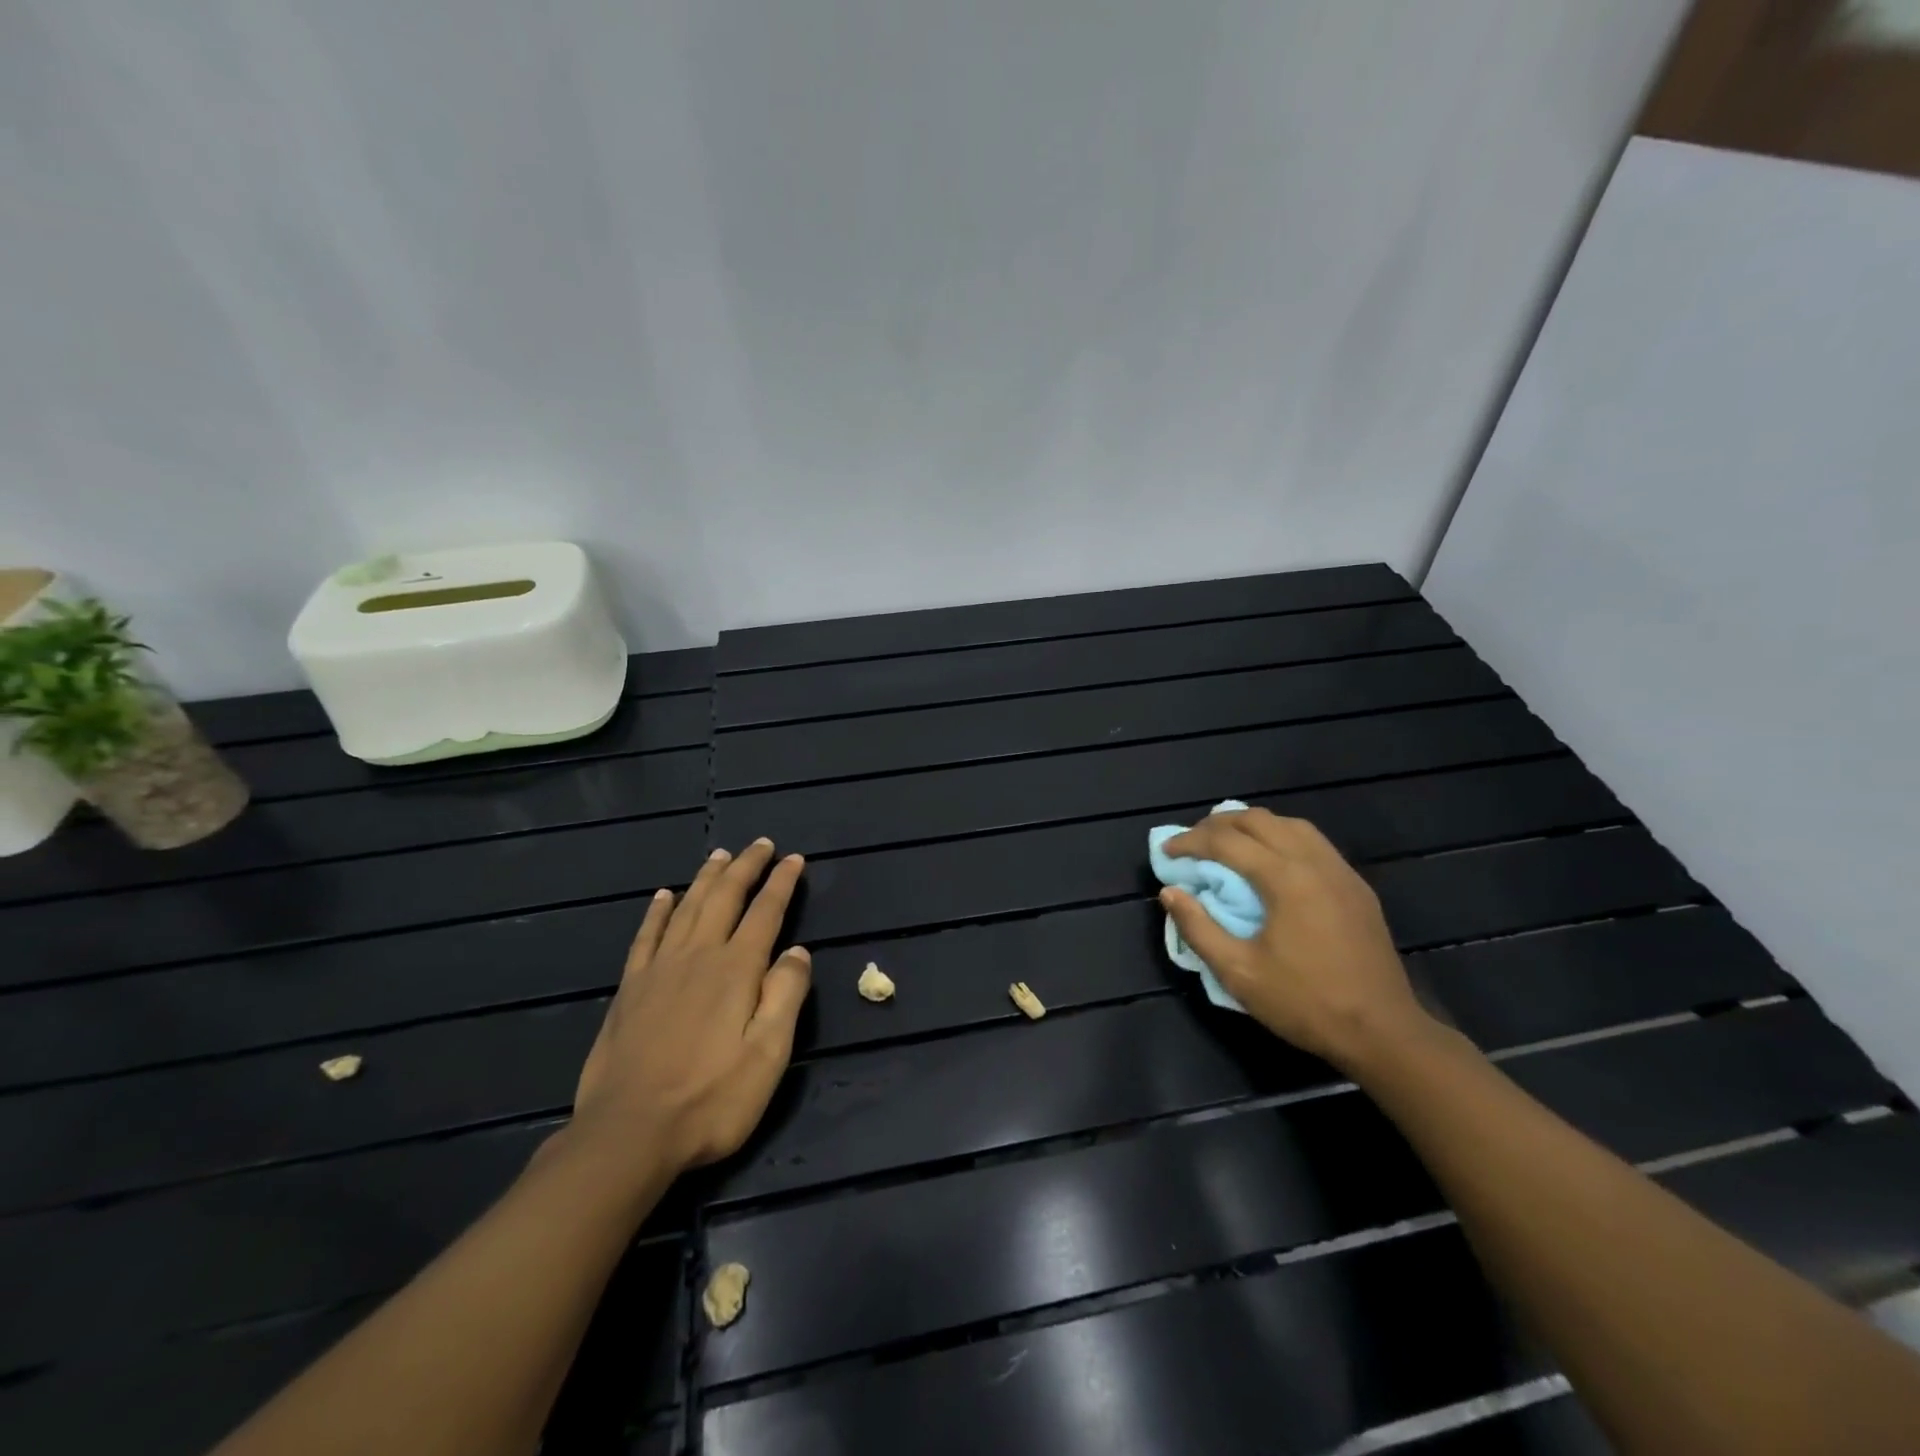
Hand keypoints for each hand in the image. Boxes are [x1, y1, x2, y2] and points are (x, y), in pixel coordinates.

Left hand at [570, 839, 811, 1176]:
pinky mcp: (631, 989)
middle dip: (746, 866)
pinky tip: (663, 896)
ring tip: (720, 855)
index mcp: (736, 969)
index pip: (765, 912)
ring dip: (706, 878)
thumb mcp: (768, 1055)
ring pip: (687, 907)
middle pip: (725, 897)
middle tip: (761, 844)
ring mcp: (659, 969)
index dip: (782, 882)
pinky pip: (646, 936)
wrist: (628, 1133)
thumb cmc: (711, 1099)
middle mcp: (698, 956)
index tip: (794, 859)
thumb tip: (798, 951)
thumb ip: (786, 996)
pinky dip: (657, 911)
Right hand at [1159, 808, 1435, 1071]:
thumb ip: (1198, 928)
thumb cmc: (1305, 1003)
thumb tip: (1170, 892)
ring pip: (1290, 824)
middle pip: (1259, 820)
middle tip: (1192, 842)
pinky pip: (1313, 842)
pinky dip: (1281, 837)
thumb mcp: (1238, 972)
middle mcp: (1314, 862)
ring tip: (1228, 842)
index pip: (1226, 841)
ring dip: (1253, 825)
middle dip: (1218, 824)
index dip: (1190, 841)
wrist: (1384, 1032)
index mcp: (1285, 878)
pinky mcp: (1356, 887)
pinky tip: (1271, 860)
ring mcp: (1341, 872)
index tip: (1166, 851)